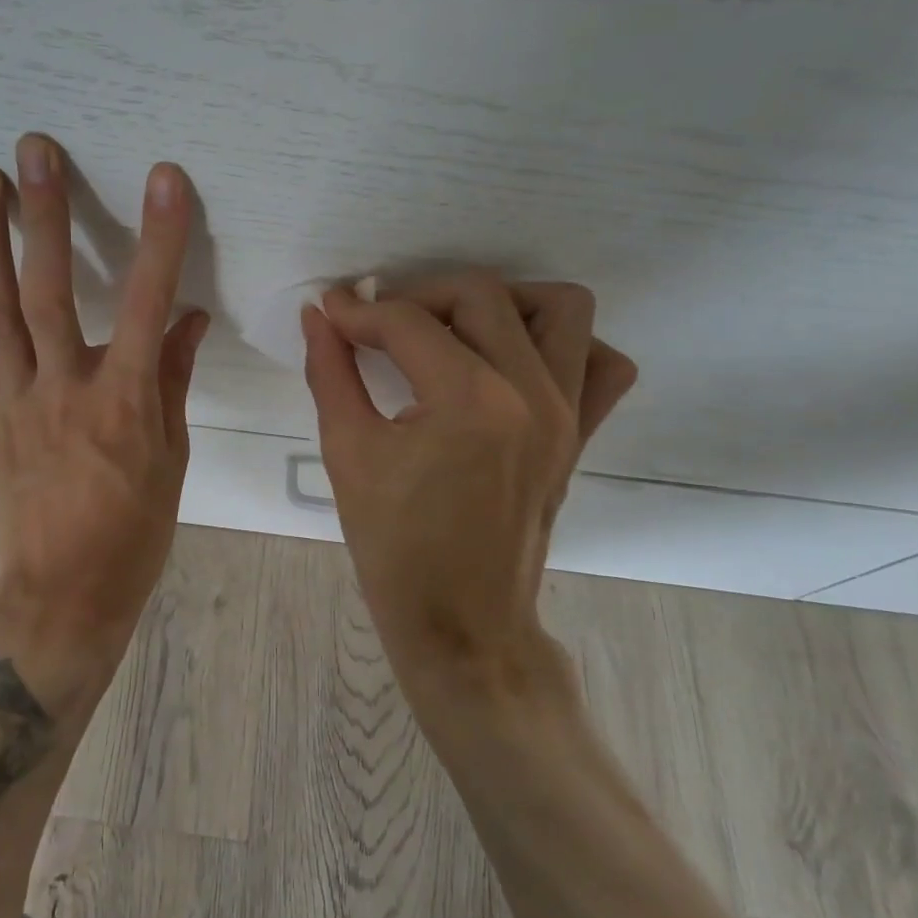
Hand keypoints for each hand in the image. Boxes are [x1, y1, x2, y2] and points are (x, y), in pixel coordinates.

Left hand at [0, 134, 208, 672]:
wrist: (60, 596)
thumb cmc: (133, 533)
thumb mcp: (171, 459)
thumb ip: (172, 380)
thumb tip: (187, 317)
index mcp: (124, 401)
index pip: (147, 304)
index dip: (159, 238)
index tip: (165, 179)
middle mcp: (63, 388)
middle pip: (49, 288)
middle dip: (43, 214)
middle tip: (33, 149)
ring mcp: (15, 399)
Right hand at [302, 273, 635, 685]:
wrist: (461, 623)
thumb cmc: (394, 547)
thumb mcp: (348, 453)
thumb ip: (330, 372)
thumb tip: (317, 316)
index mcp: (468, 401)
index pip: (408, 321)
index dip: (358, 310)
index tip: (330, 311)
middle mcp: (531, 393)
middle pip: (481, 294)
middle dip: (419, 296)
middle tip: (380, 324)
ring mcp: (568, 412)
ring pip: (560, 308)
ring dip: (502, 303)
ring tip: (453, 331)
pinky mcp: (582, 434)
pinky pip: (600, 364)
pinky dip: (562, 345)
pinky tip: (512, 362)